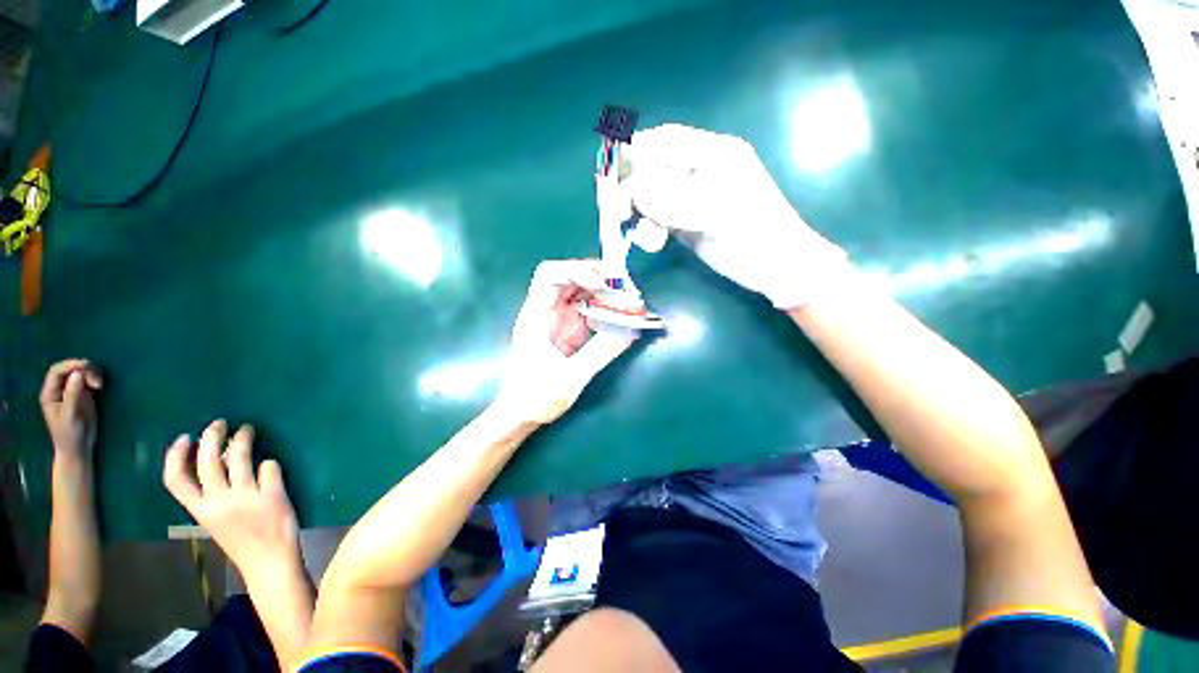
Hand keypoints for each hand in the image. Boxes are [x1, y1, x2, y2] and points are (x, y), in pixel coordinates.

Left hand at [40, 359, 103, 457]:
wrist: (78, 448)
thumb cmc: (70, 434)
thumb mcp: (70, 415)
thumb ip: (72, 394)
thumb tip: (78, 374)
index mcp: (50, 393)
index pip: (57, 371)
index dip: (70, 365)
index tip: (87, 365)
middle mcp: (58, 390)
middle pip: (69, 370)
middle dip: (84, 371)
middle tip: (97, 381)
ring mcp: (70, 392)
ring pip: (79, 373)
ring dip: (91, 374)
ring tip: (100, 385)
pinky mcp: (82, 395)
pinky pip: (86, 381)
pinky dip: (94, 379)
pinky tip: (100, 386)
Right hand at [163, 420, 303, 587]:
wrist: (269, 562)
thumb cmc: (243, 541)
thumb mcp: (216, 521)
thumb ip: (214, 496)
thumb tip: (221, 460)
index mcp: (200, 512)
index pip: (175, 481)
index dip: (175, 457)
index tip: (184, 437)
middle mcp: (219, 502)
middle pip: (207, 460)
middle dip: (211, 436)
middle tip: (220, 423)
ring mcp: (246, 497)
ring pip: (239, 456)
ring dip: (242, 438)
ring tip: (247, 429)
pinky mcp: (272, 494)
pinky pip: (269, 466)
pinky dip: (270, 463)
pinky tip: (271, 465)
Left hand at [493, 260, 636, 425]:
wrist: (520, 413)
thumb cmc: (536, 397)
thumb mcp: (570, 377)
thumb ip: (600, 352)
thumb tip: (630, 329)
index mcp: (536, 316)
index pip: (550, 275)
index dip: (578, 271)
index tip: (603, 285)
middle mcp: (545, 310)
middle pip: (569, 276)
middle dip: (598, 277)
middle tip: (625, 289)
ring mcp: (556, 318)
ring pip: (580, 290)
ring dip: (604, 291)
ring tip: (628, 300)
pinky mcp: (567, 327)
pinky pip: (586, 307)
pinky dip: (604, 306)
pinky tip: (619, 314)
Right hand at [626, 124, 851, 308]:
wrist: (774, 267)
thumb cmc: (754, 231)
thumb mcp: (714, 210)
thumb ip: (671, 198)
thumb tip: (632, 191)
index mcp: (712, 154)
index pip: (665, 141)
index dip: (635, 152)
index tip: (610, 173)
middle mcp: (697, 172)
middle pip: (653, 170)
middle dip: (632, 190)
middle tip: (617, 213)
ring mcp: (690, 199)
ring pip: (651, 198)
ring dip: (641, 216)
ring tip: (647, 237)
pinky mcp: (685, 223)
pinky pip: (657, 220)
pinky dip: (649, 230)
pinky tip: (654, 243)